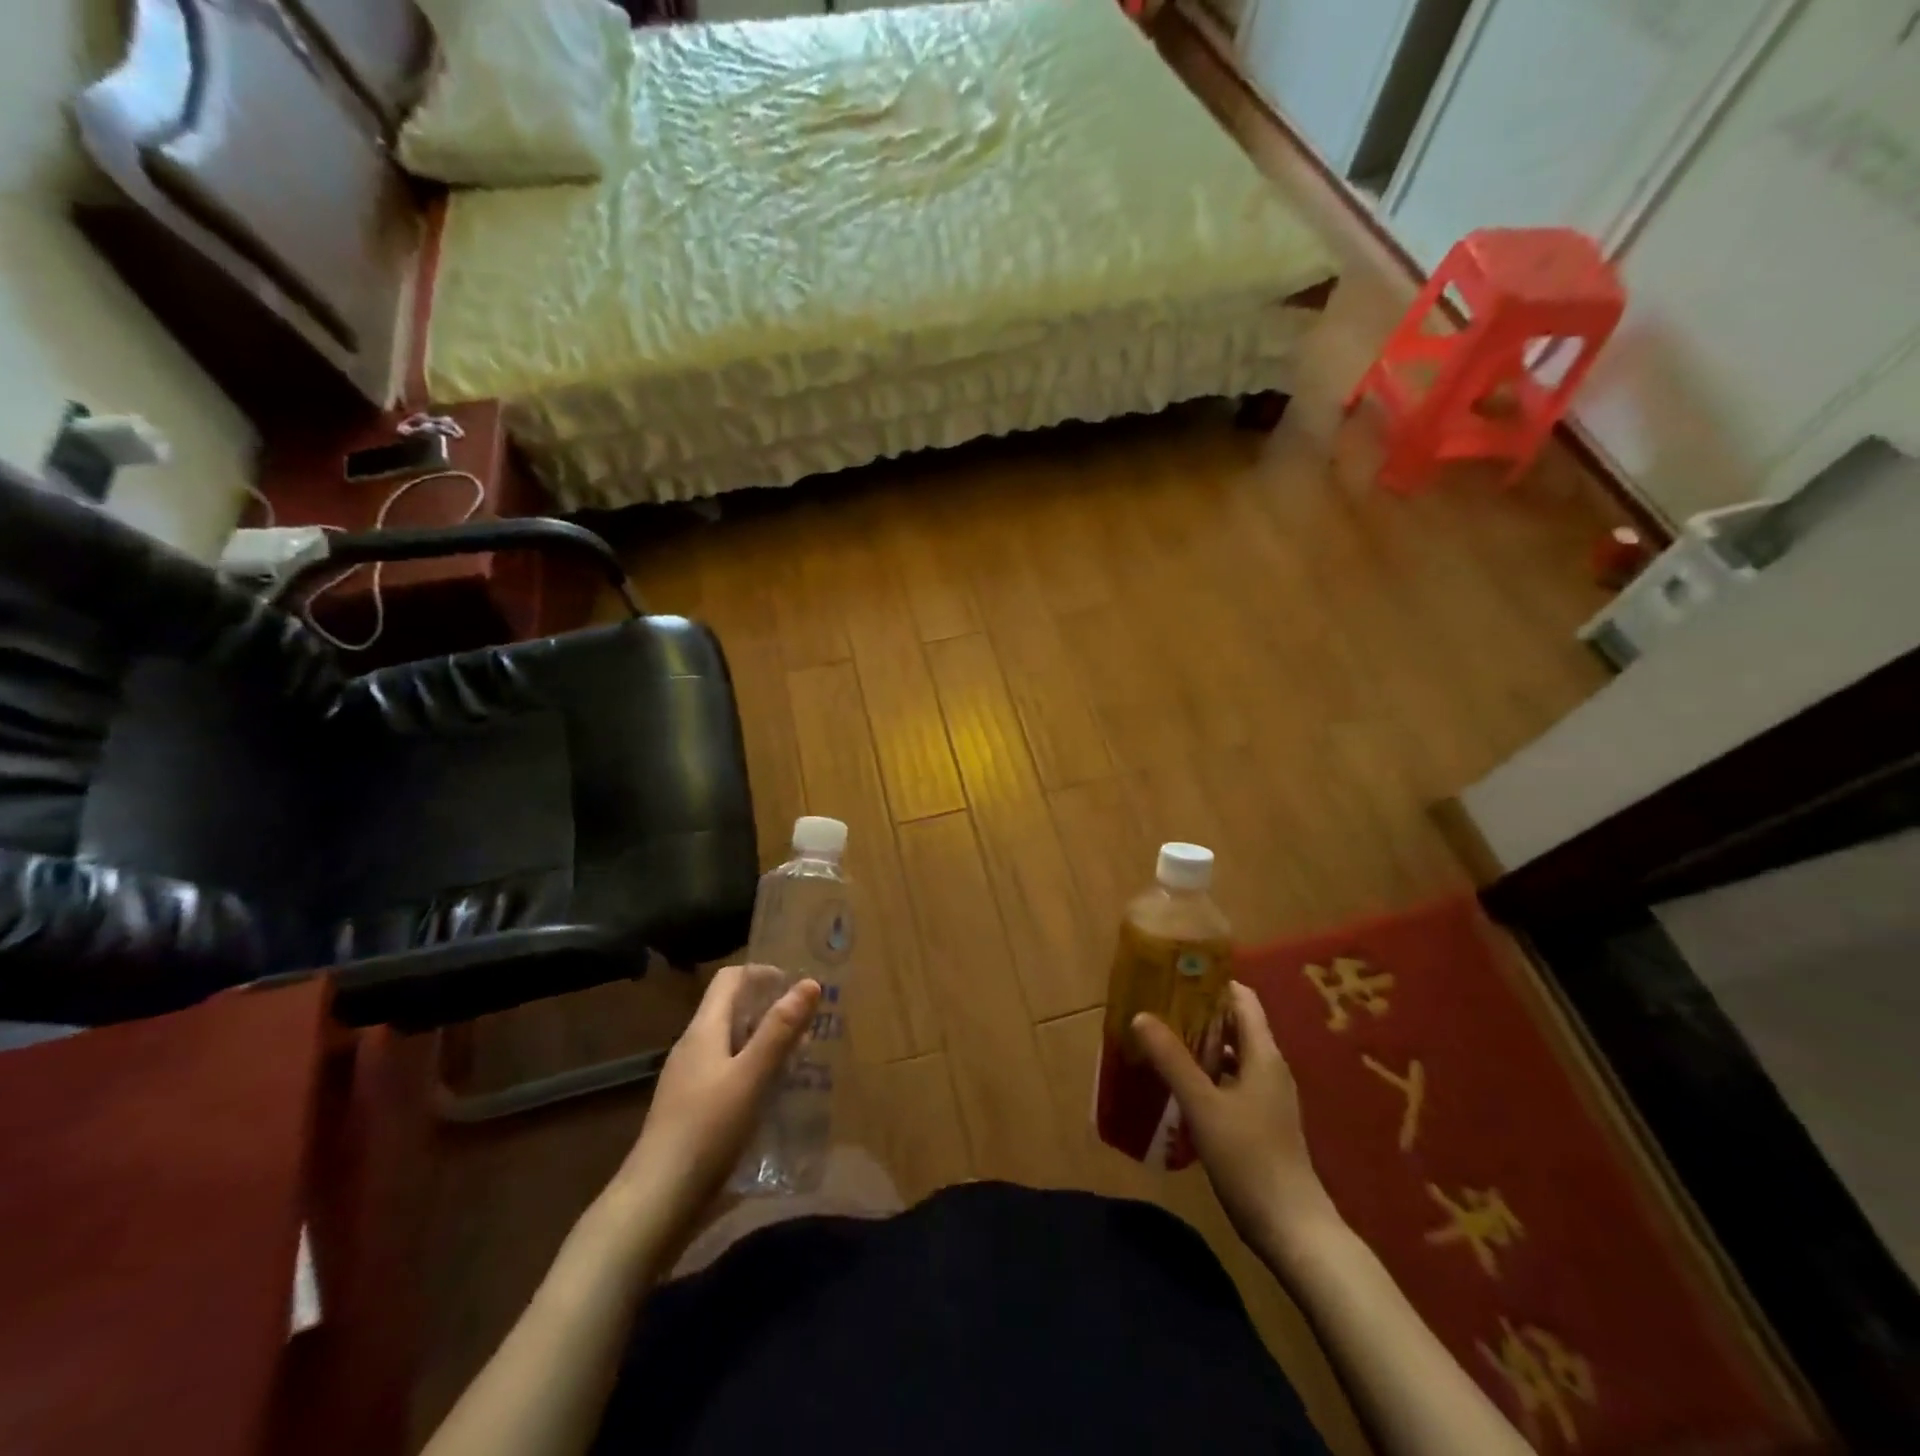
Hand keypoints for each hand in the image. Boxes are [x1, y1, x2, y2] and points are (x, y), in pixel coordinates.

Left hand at [608, 964, 820, 1268]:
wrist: (656, 1202)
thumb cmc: (707, 1130)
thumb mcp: (752, 1076)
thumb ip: (780, 1030)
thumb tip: (809, 983)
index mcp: (703, 1030)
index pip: (730, 979)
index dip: (764, 974)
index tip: (798, 989)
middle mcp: (692, 1047)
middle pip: (731, 1009)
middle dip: (770, 1010)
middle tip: (808, 1028)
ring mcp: (688, 1081)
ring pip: (730, 1044)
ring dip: (764, 1043)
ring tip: (798, 1061)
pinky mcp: (690, 1110)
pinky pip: (726, 1073)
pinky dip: (752, 1072)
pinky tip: (771, 1097)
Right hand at [1133, 982, 1340, 1257]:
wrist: (1293, 1229)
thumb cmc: (1249, 1159)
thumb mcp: (1203, 1105)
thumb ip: (1172, 1060)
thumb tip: (1141, 1016)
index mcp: (1263, 1055)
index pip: (1242, 999)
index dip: (1212, 982)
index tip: (1175, 976)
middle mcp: (1269, 1068)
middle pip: (1235, 1024)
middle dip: (1198, 1012)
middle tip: (1158, 1006)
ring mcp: (1268, 1097)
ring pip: (1232, 1054)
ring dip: (1200, 1044)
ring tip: (1161, 1040)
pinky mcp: (1261, 1122)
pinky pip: (1232, 1080)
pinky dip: (1207, 1073)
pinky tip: (1179, 1085)